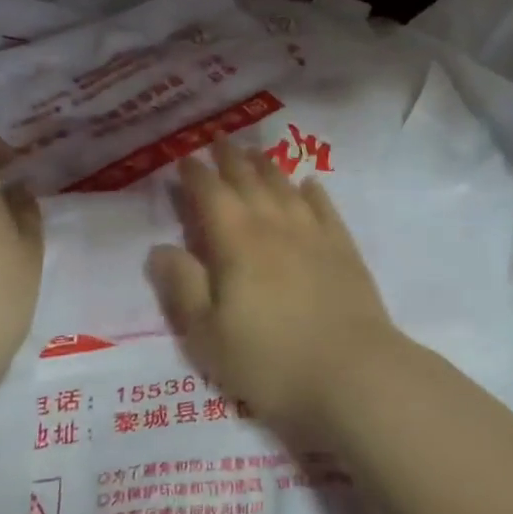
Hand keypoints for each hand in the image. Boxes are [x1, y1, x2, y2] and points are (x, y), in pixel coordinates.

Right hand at [145, 139, 403, 437]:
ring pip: (285, 187)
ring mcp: (314, 234)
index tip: (185, 158)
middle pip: (249, 180)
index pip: (211, 194)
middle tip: (220, 140)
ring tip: (255, 153)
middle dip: (230, 159)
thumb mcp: (208, 335)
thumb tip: (159, 248)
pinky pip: (324, 207)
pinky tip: (309, 184)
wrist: (353, 373)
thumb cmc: (270, 360)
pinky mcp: (344, 249)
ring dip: (267, 167)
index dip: (196, 174)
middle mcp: (274, 225)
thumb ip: (182, 287)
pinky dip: (312, 192)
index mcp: (236, 242)